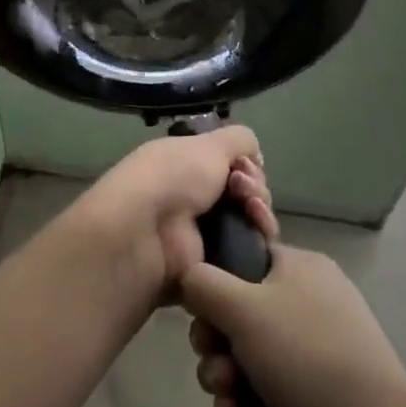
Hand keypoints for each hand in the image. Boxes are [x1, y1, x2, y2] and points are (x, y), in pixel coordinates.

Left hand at [76, 127, 275, 297]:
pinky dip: (258, 241)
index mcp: (185, 165)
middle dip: (255, 188)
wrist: (145, 232)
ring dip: (260, 212)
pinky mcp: (210, 266)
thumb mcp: (208, 144)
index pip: (230, 165)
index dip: (246, 163)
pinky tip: (259, 233)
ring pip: (250, 222)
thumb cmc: (173, 177)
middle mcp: (192, 198)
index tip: (245, 166)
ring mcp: (201, 233)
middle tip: (244, 191)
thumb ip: (237, 140)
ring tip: (252, 210)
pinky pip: (247, 253)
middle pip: (244, 193)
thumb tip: (253, 155)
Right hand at [181, 243, 405, 406]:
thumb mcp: (244, 308)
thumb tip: (188, 276)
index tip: (199, 311)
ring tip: (226, 396)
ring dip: (222, 374)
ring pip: (243, 352)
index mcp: (300, 268)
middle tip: (212, 359)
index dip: (213, 283)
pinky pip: (260, 386)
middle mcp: (306, 302)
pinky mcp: (308, 394)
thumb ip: (203, 283)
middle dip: (214, 341)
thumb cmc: (307, 359)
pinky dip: (242, 400)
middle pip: (236, 309)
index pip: (242, 258)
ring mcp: (310, 351)